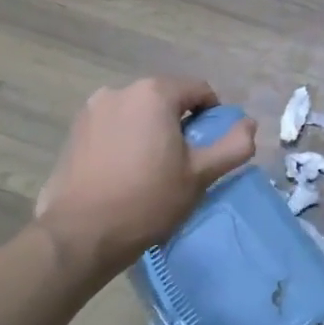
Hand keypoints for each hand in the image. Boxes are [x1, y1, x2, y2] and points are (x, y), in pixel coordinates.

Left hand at [34, 77, 256, 287]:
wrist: (80, 234)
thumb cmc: (148, 199)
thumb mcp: (201, 174)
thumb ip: (233, 145)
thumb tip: (249, 124)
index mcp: (154, 93)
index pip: (199, 90)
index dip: (213, 116)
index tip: (210, 148)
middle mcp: (120, 91)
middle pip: (166, 99)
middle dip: (180, 123)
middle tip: (185, 161)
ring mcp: (92, 110)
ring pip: (139, 113)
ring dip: (152, 131)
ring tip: (154, 169)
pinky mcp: (74, 132)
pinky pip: (114, 126)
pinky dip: (127, 140)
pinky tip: (126, 172)